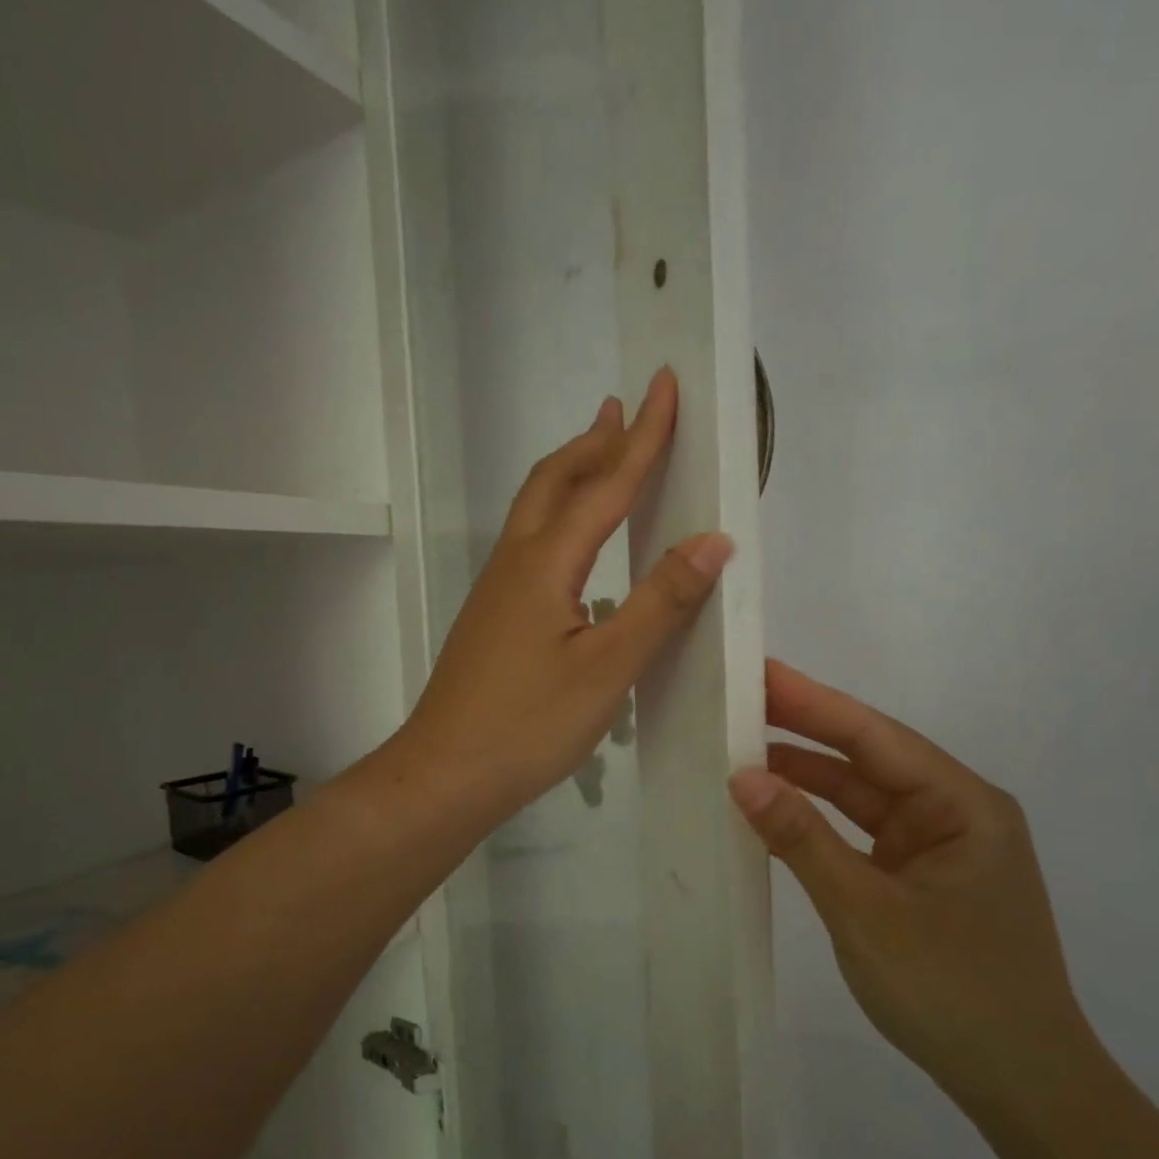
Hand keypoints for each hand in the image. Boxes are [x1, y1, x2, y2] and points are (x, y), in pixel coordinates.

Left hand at [401, 369, 732, 816]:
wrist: (445, 774)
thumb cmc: (529, 724)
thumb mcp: (607, 667)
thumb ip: (660, 602)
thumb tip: (712, 540)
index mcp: (546, 564)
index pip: (605, 485)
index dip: (642, 436)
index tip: (664, 384)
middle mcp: (517, 563)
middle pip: (555, 481)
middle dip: (595, 442)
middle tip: (626, 411)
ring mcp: (498, 591)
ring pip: (537, 511)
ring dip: (573, 475)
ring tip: (602, 457)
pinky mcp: (494, 617)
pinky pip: (532, 544)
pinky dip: (561, 518)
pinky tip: (578, 547)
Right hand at [729, 661, 1099, 1116]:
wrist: (1023, 1090)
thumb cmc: (953, 993)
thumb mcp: (865, 912)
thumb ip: (803, 839)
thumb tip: (743, 776)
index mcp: (963, 805)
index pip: (874, 737)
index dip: (812, 702)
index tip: (758, 672)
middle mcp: (954, 812)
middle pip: (867, 758)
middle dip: (804, 731)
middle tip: (737, 701)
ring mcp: (936, 845)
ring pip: (860, 795)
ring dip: (806, 777)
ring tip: (740, 750)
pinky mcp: (918, 875)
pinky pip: (860, 832)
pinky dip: (817, 821)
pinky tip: (774, 808)